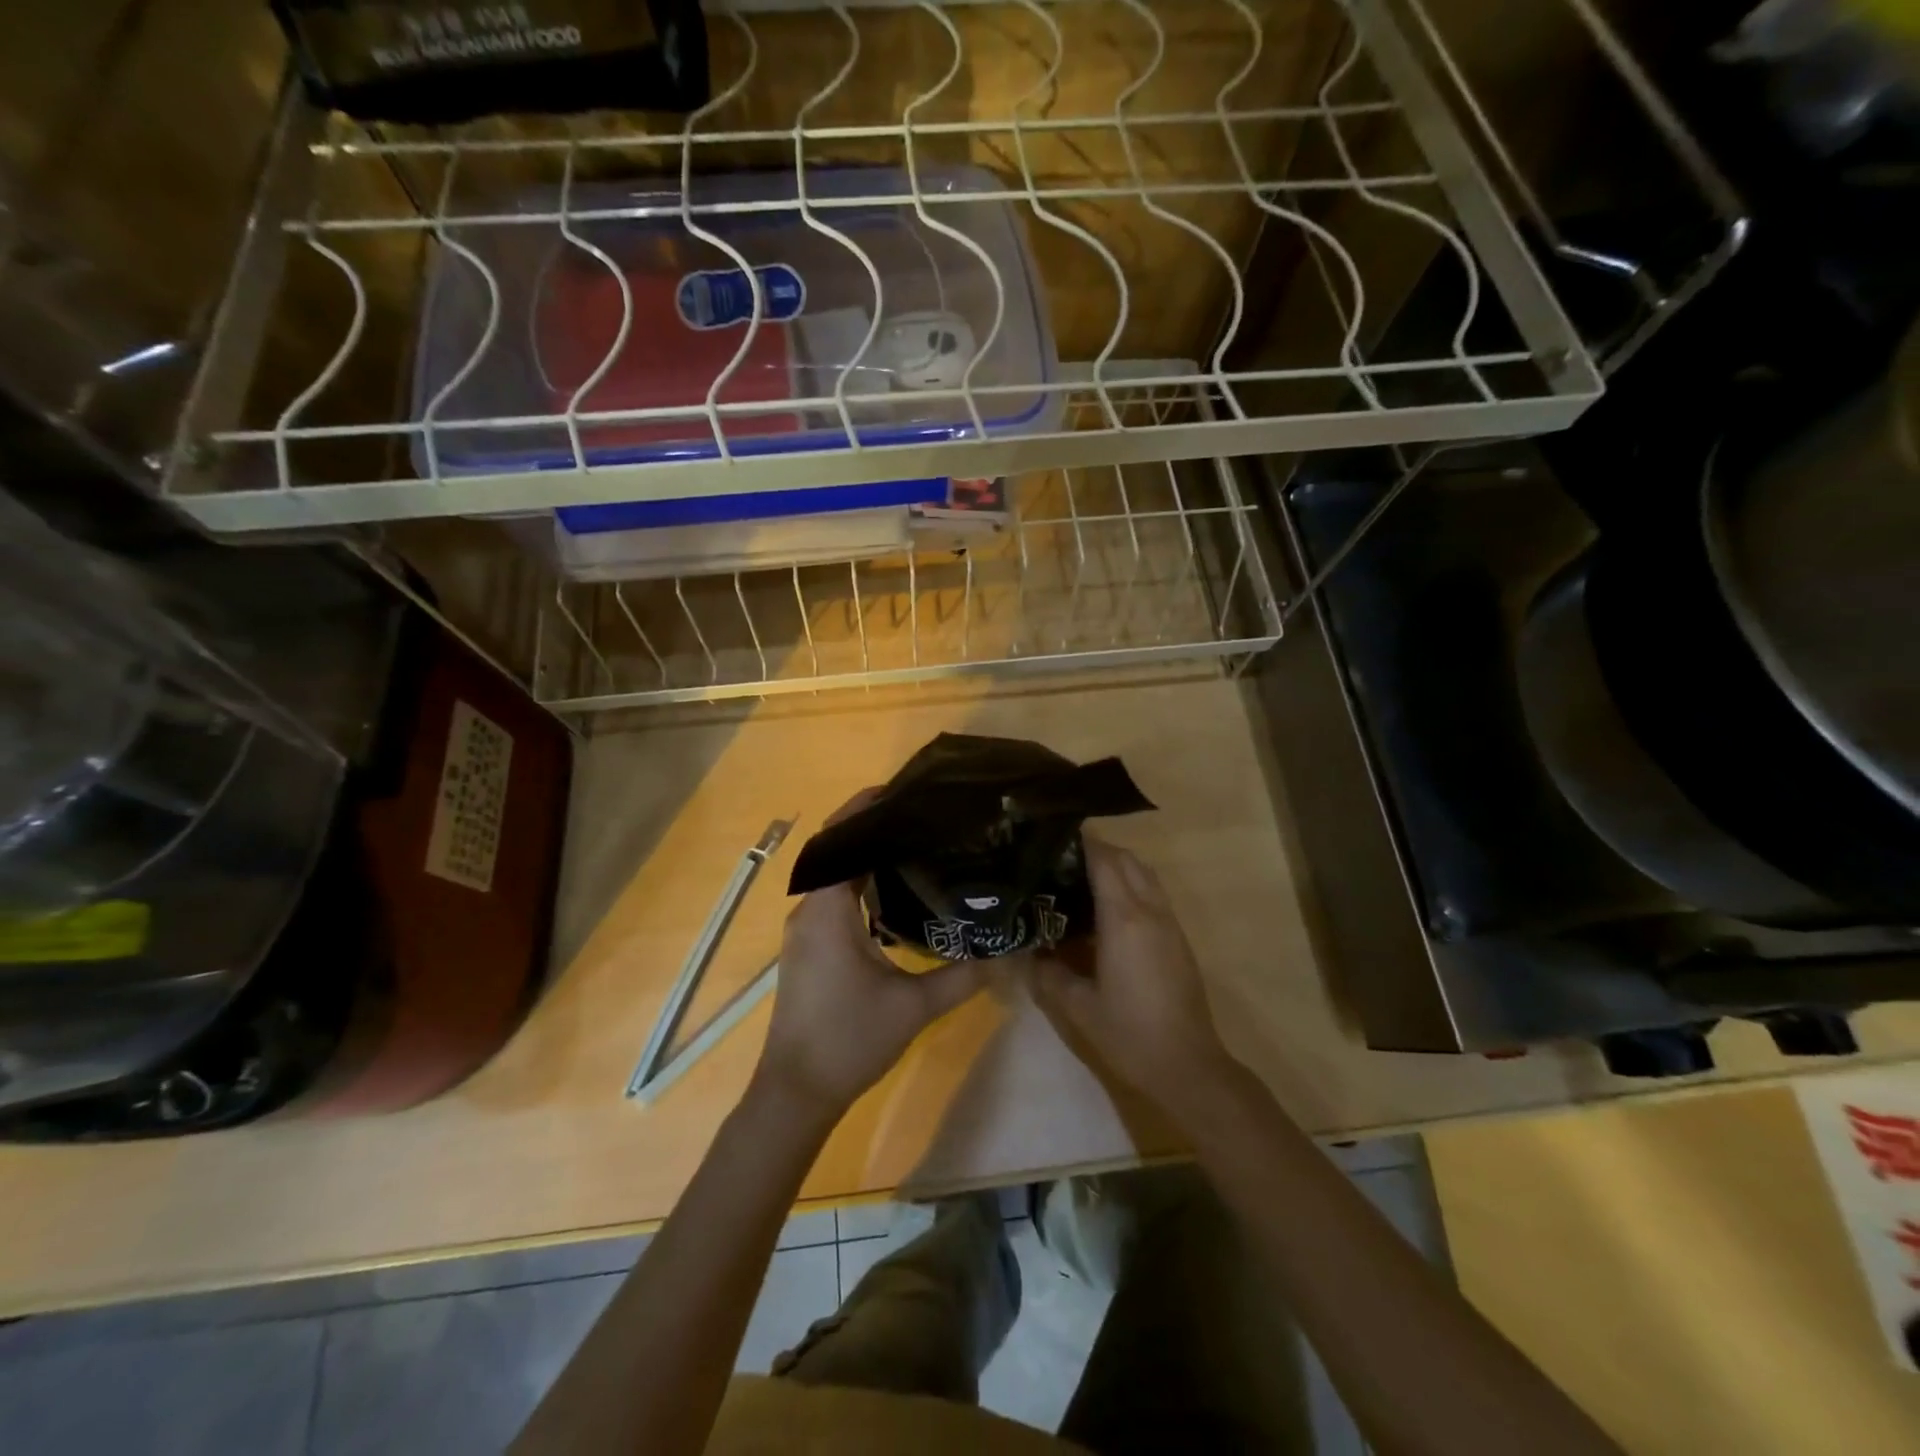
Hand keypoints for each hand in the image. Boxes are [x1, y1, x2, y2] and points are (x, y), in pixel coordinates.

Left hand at [754, 793, 985, 1117]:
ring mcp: (804, 931)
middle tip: (918, 815)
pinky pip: (831, 900)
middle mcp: (808, 911)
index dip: (864, 810)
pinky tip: (892, 895)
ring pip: (832, 877)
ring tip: (912, 844)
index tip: (899, 791)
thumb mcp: (913, 1007)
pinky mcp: (806, 949)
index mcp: (827, 911)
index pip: (839, 841)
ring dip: (863, 857)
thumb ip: (962, 977)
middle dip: (870, 828)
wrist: (796, 1093)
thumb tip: (1006, 953)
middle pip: (835, 852)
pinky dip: (857, 885)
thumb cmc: (848, 1041)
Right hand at [1033, 838, 1235, 1121]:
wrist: (1188, 1066)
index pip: (1104, 860)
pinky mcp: (1178, 938)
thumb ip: (1047, 972)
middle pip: (1127, 860)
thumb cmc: (1129, 1034)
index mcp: (1124, 919)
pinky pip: (1153, 894)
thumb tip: (1026, 951)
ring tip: (1080, 879)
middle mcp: (1150, 911)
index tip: (1051, 836)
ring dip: (1117, 866)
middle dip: (1096, 850)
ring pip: (1145, 874)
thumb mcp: (1077, 1006)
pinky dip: (1130, 885)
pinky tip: (1105, 911)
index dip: (1080, 842)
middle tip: (1060, 859)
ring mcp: (1169, 923)